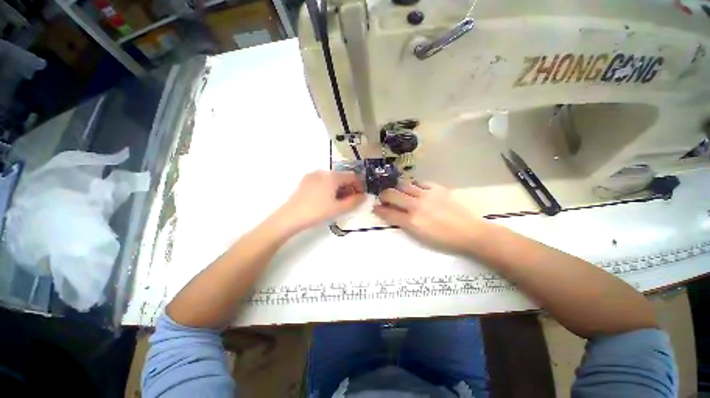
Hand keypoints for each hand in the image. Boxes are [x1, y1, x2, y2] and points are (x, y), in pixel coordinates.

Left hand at [274, 170, 364, 233]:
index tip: (360, 197)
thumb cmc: (317, 212)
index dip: (359, 186)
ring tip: (339, 202)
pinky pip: (322, 181)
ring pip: (332, 179)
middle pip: (342, 177)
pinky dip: (329, 188)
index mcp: (332, 176)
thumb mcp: (338, 208)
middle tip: (350, 201)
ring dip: (339, 188)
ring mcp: (312, 176)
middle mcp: (323, 172)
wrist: (290, 217)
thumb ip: (354, 202)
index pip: (352, 177)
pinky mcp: (305, 181)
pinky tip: (326, 199)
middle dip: (349, 188)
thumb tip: (363, 196)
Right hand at [374, 182, 485, 252]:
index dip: (379, 209)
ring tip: (398, 191)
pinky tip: (414, 189)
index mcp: (412, 221)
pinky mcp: (437, 189)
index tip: (375, 207)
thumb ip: (404, 223)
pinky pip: (420, 182)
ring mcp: (427, 194)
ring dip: (397, 188)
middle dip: (384, 195)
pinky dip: (413, 185)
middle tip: (384, 197)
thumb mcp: (419, 236)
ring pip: (404, 185)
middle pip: (392, 194)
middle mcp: (416, 205)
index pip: (388, 212)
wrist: (469, 232)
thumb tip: (393, 214)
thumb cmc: (443, 240)